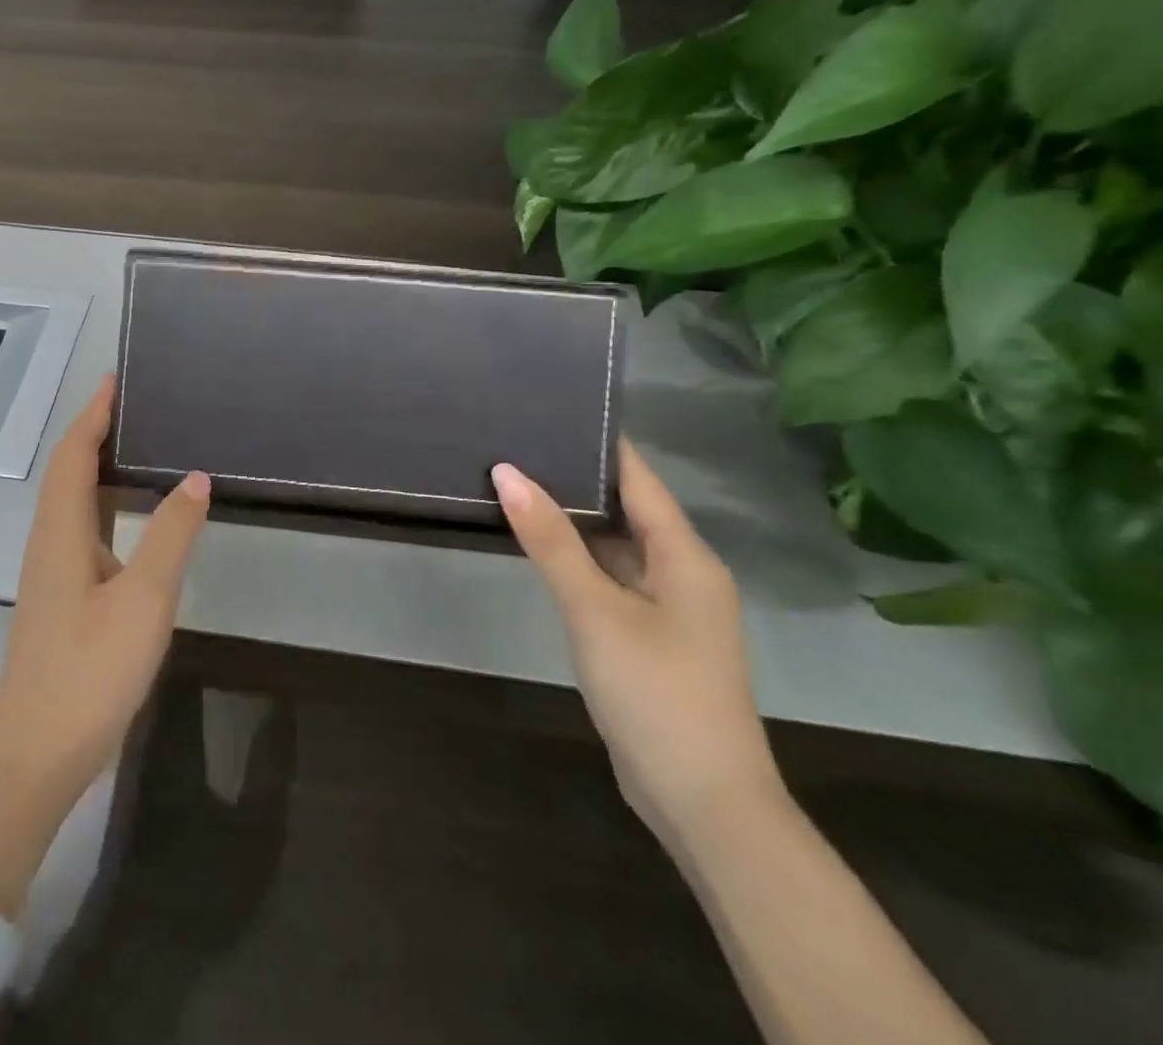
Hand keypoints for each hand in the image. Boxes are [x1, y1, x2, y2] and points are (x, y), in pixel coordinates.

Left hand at [0, 375, 210, 916]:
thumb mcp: (144, 599)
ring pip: (70, 502)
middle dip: (93, 432)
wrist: (37, 753)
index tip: (114, 380)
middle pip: (66, 471)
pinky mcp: (60, 599)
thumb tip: (195, 478)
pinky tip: (126, 518)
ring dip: (94, 466)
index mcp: (61, 532)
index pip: (73, 455)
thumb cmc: (90, 670)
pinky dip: (99, 502)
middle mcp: (49, 543)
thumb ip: (170, 535)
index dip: (93, 415)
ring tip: (133, 446)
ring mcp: (51, 574)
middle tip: (132, 406)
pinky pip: (78, 529)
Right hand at [492, 441, 783, 850]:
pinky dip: (577, 560)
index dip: (599, 443)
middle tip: (515, 444)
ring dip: (572, 522)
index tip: (551, 408)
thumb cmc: (655, 692)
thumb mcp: (595, 609)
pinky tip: (537, 548)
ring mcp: (668, 608)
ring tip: (515, 484)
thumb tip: (507, 471)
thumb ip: (550, 540)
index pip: (638, 478)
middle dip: (575, 479)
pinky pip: (610, 579)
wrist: (704, 803)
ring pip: (615, 546)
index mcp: (686, 556)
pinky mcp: (650, 637)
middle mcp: (683, 572)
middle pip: (626, 508)